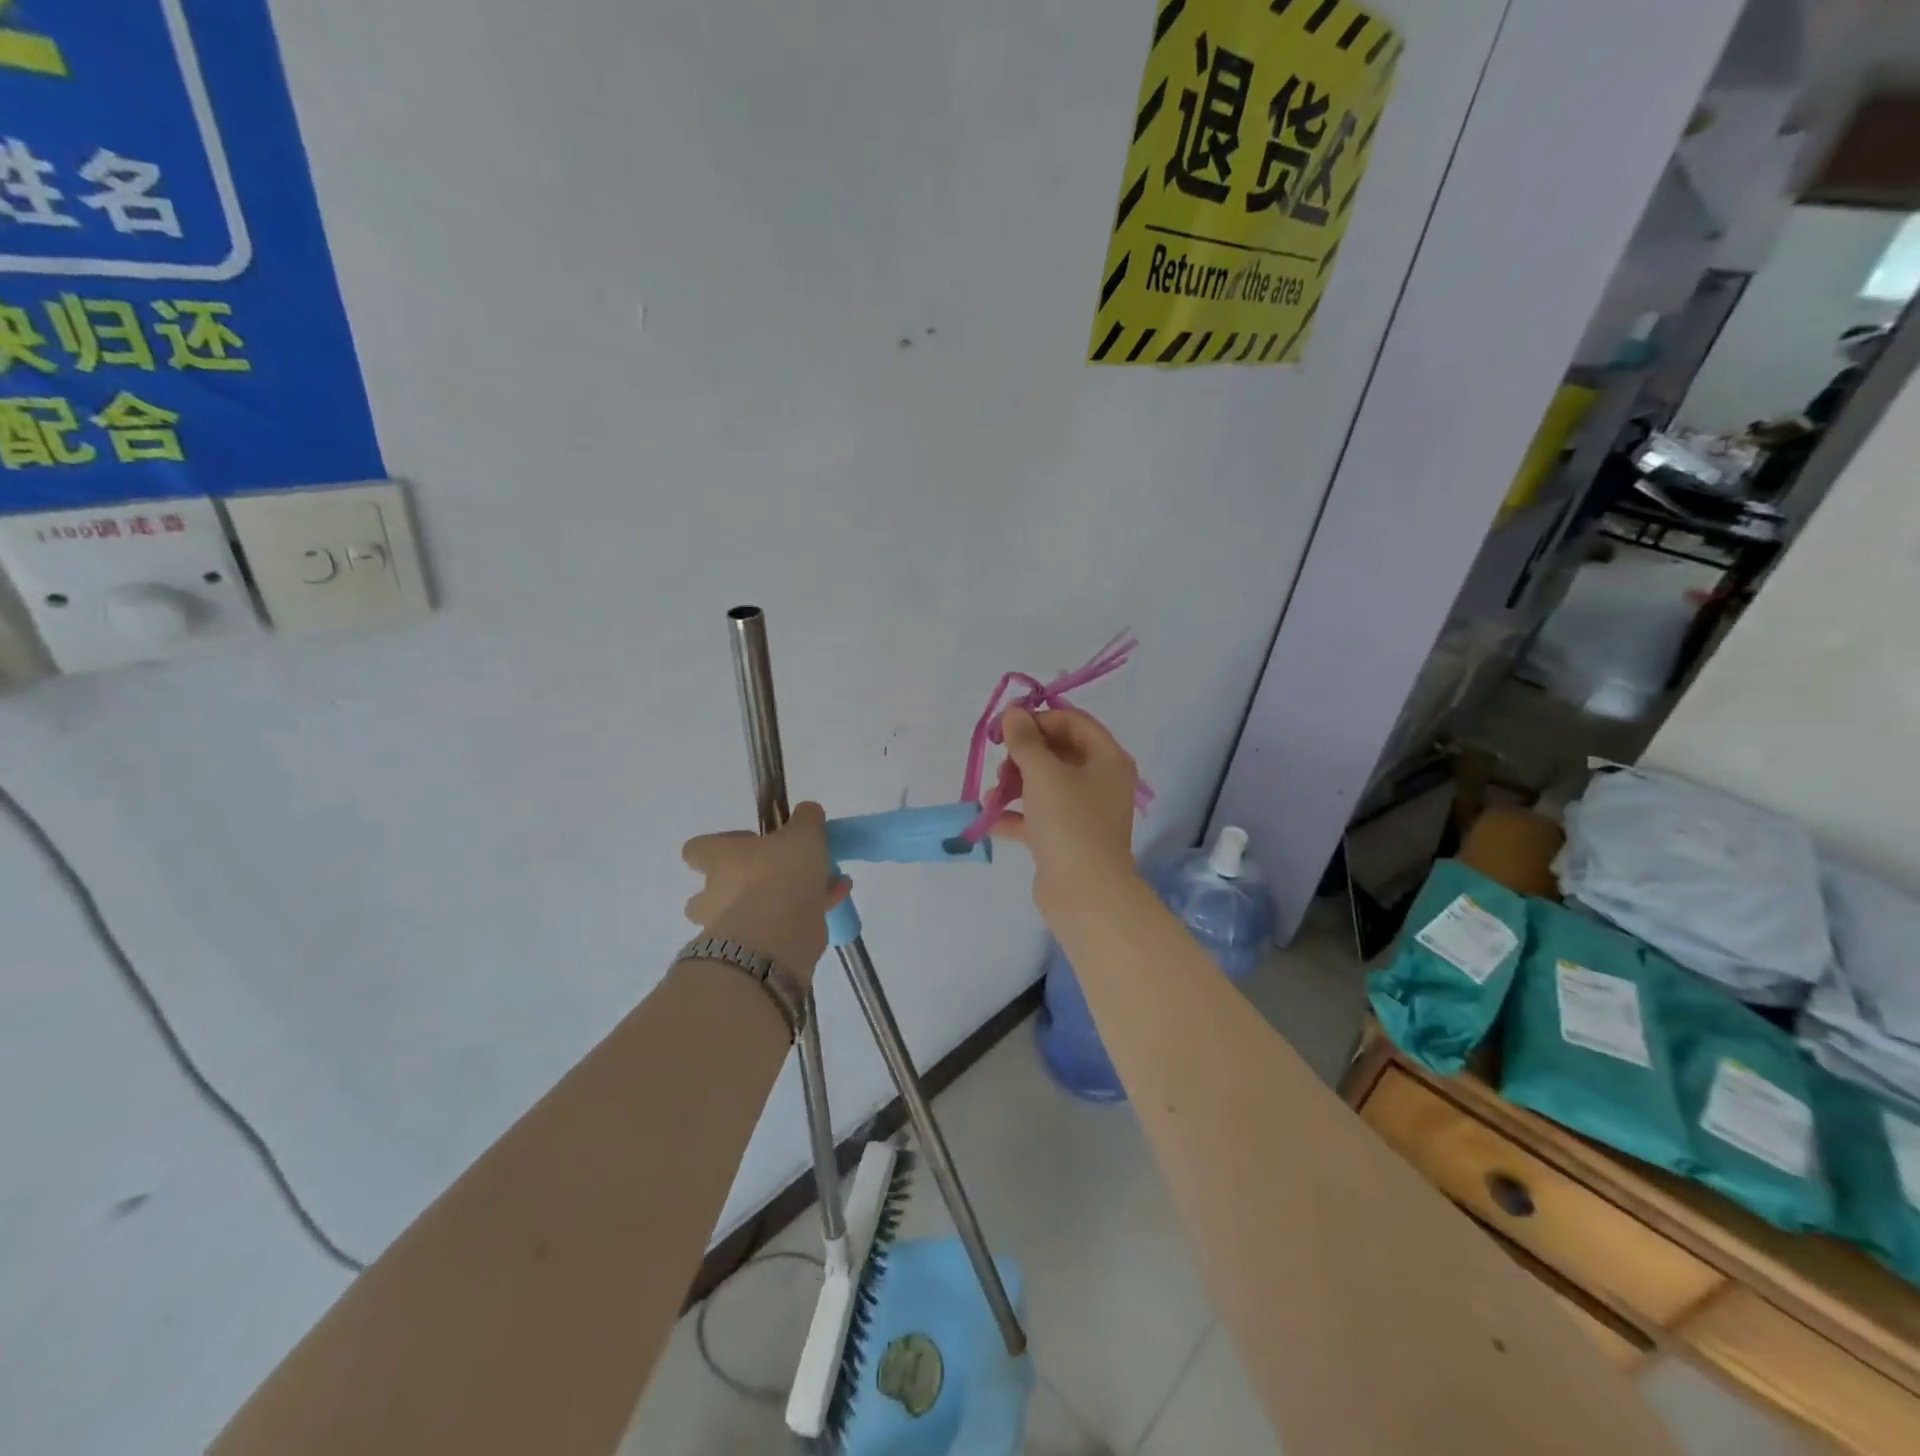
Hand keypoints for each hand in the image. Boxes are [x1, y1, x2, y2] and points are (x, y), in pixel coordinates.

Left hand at [682, 802, 848, 981]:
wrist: (779, 937)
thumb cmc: (782, 874)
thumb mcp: (803, 834)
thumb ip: (806, 819)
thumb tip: (807, 811)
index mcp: (719, 859)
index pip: (696, 849)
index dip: (717, 845)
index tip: (748, 843)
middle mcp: (714, 894)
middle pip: (713, 890)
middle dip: (741, 886)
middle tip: (776, 876)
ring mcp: (728, 928)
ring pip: (746, 913)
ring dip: (774, 904)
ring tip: (814, 889)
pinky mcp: (751, 953)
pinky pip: (773, 930)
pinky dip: (800, 918)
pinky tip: (833, 903)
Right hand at [993, 706, 1141, 919]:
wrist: (1085, 894)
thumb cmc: (1070, 822)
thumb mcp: (1043, 773)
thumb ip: (1025, 739)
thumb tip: (1014, 712)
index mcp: (1107, 759)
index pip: (1072, 721)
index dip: (1038, 719)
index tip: (1004, 727)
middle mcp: (1100, 781)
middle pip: (1057, 752)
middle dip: (1023, 755)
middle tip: (1001, 764)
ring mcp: (1083, 812)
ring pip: (1044, 784)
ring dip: (1014, 784)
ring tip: (994, 795)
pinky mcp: (1065, 839)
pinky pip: (1036, 816)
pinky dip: (1014, 814)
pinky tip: (989, 818)